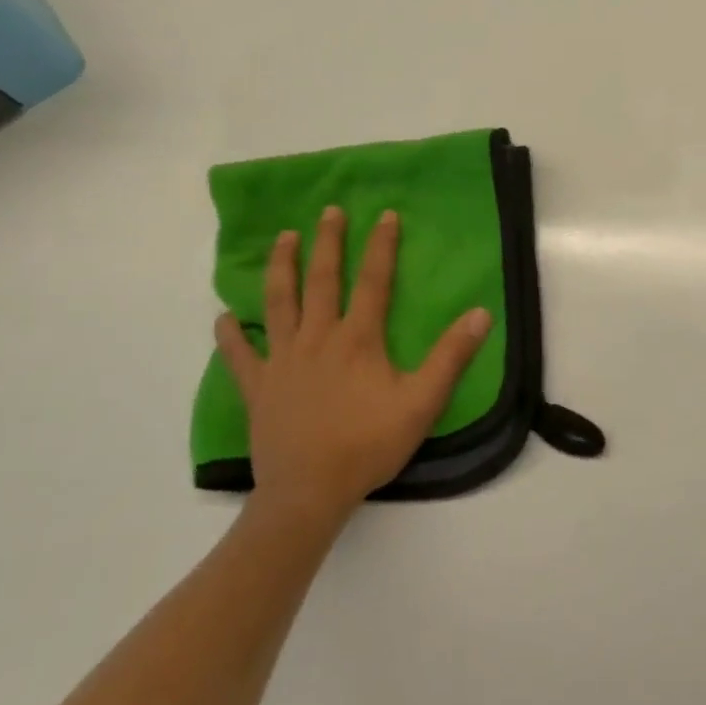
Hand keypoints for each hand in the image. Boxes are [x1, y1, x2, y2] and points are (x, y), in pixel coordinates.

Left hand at [214, 206, 491, 523]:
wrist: (308, 493)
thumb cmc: (368, 445)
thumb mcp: (422, 402)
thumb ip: (451, 356)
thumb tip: (481, 313)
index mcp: (358, 339)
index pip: (373, 281)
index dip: (380, 246)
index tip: (385, 215)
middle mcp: (317, 339)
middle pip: (321, 281)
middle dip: (326, 243)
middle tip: (328, 211)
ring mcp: (282, 361)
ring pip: (279, 304)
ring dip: (280, 269)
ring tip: (283, 239)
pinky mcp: (258, 388)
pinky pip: (240, 356)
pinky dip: (231, 336)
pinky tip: (224, 319)